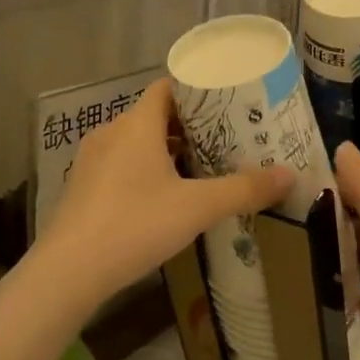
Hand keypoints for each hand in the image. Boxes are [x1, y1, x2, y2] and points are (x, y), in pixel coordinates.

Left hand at [37, 80, 292, 306]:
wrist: (68, 271)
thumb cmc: (135, 224)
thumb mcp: (197, 208)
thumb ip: (243, 189)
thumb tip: (290, 175)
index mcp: (137, 124)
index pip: (168, 88)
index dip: (197, 91)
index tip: (227, 103)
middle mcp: (111, 133)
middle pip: (155, 116)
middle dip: (190, 126)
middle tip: (225, 139)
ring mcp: (92, 161)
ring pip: (137, 143)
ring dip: (167, 151)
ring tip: (202, 168)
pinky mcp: (83, 188)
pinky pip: (121, 166)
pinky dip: (145, 171)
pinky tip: (164, 198)